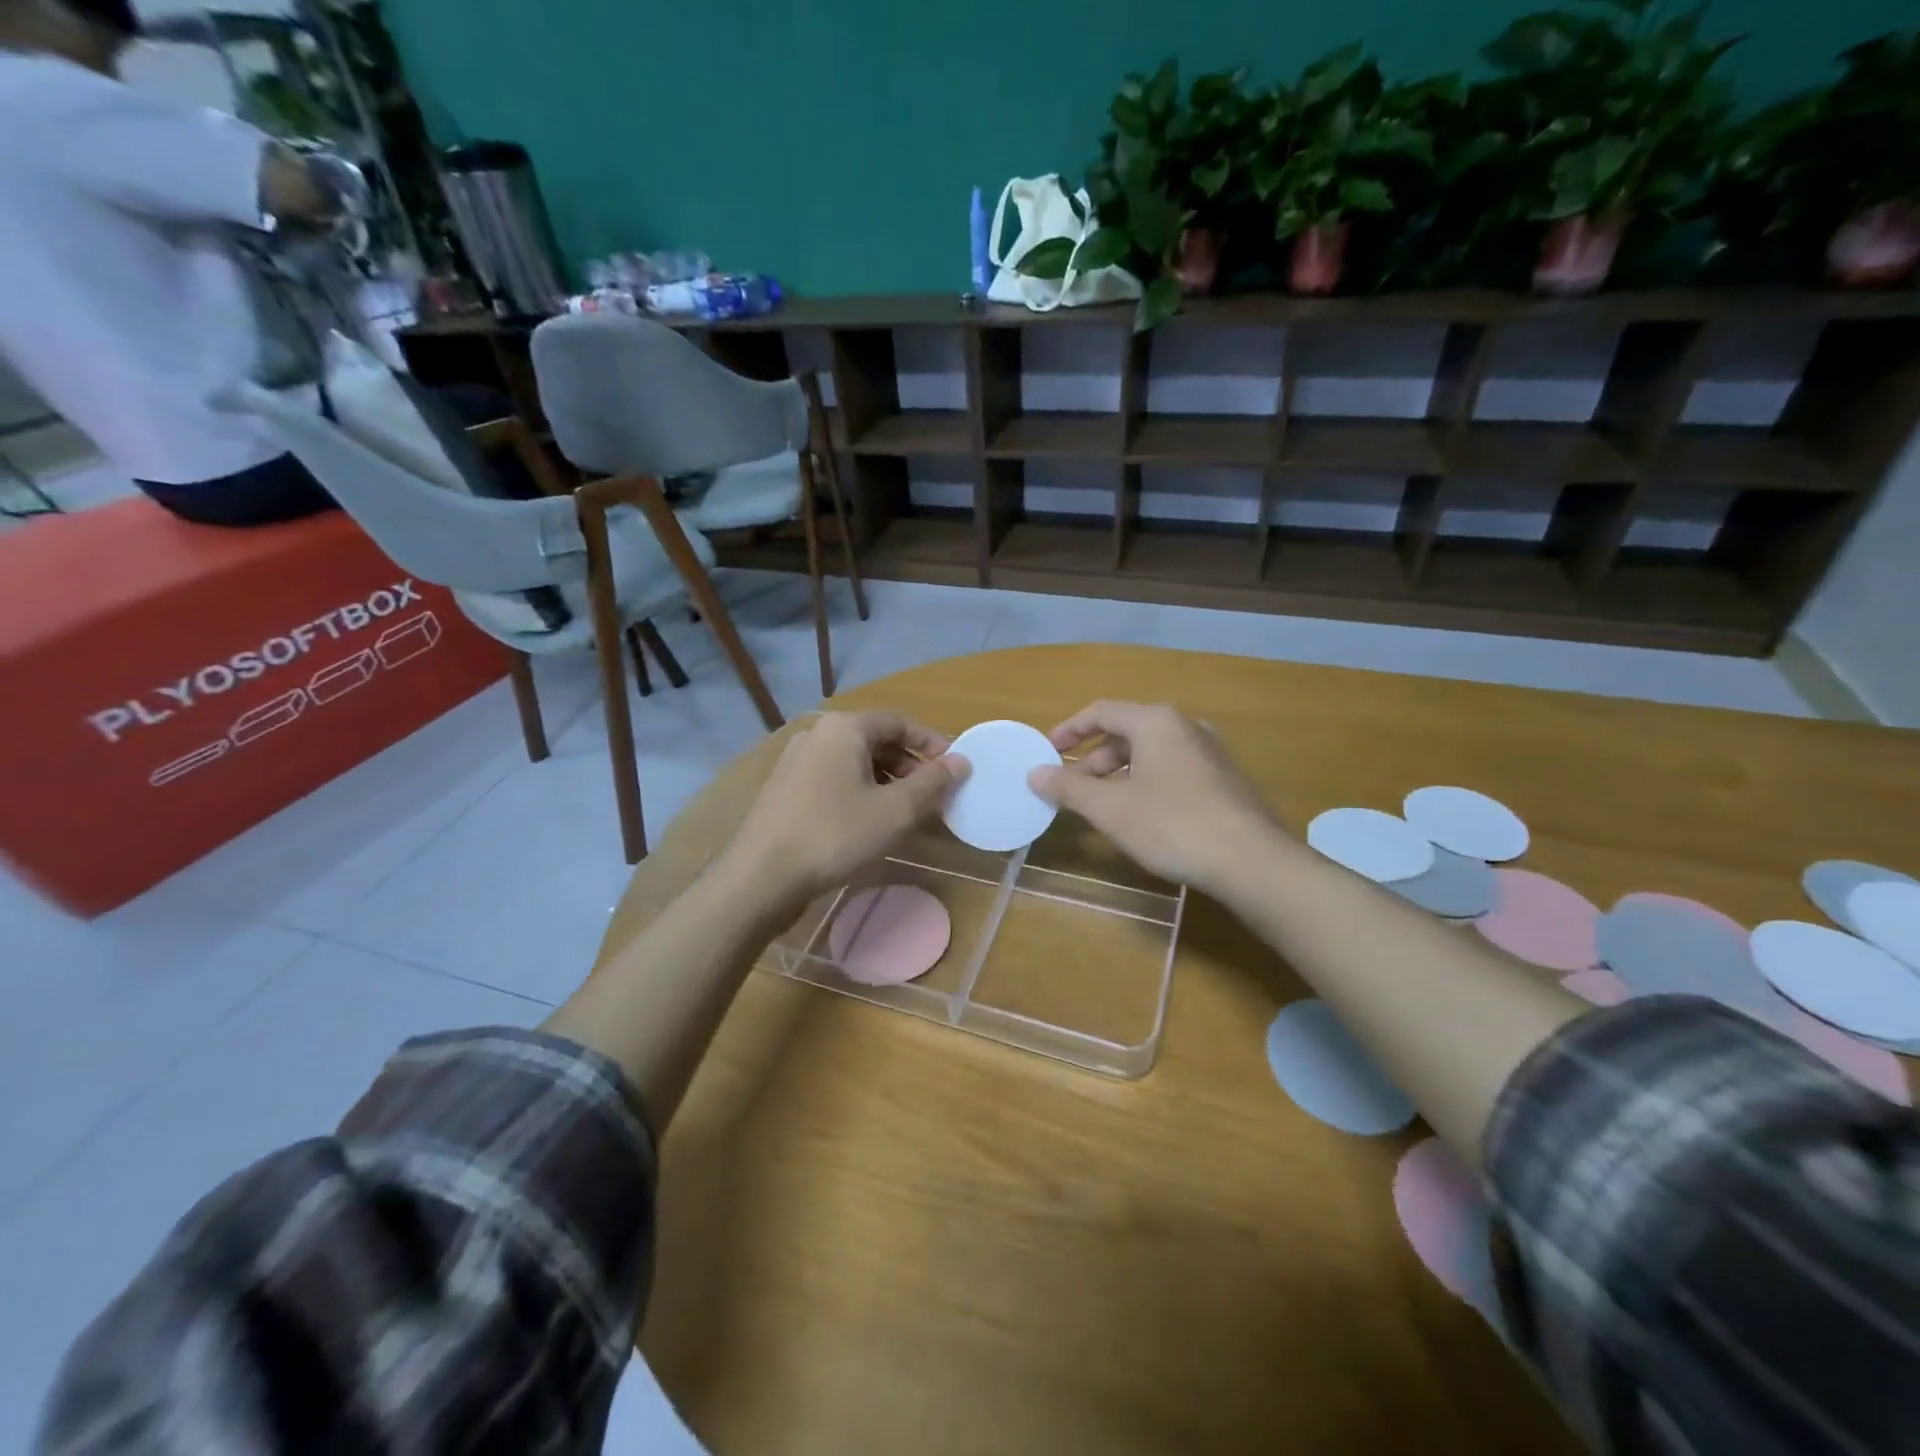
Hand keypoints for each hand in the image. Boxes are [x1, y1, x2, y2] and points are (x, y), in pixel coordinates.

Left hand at [719, 713, 968, 912]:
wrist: (760, 877)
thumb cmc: (834, 835)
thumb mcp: (895, 811)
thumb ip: (932, 783)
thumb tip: (961, 761)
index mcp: (844, 728)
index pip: (899, 722)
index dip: (932, 743)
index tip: (955, 769)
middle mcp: (817, 735)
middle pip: (876, 740)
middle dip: (910, 766)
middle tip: (932, 797)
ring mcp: (796, 762)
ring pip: (855, 763)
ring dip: (886, 782)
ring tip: (906, 814)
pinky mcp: (785, 790)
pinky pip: (834, 780)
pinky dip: (860, 793)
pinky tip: (870, 824)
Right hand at [1028, 701, 1280, 892]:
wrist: (1251, 861)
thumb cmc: (1172, 825)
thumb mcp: (1111, 808)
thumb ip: (1069, 788)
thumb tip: (1035, 774)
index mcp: (1156, 721)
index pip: (1101, 712)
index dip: (1069, 730)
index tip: (1048, 752)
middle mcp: (1184, 726)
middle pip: (1126, 732)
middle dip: (1093, 759)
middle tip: (1073, 789)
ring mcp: (1209, 751)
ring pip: (1150, 753)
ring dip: (1118, 774)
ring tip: (1103, 806)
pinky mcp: (1223, 778)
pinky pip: (1171, 768)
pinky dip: (1145, 782)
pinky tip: (1141, 816)